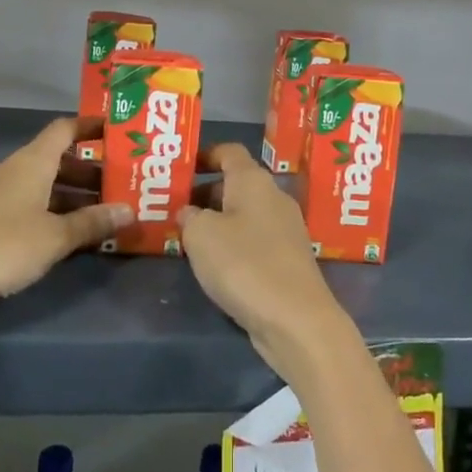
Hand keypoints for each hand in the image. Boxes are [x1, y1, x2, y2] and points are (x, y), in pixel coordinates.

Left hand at [0, 117, 130, 346]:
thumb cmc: (0, 246)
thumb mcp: (54, 237)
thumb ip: (92, 223)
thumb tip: (130, 210)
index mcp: (30, 163)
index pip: (63, 129)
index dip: (89, 126)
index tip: (114, 131)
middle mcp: (11, 171)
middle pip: (55, 160)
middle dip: (87, 171)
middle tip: (118, 184)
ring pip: (40, 187)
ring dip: (69, 196)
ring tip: (101, 213)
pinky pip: (24, 208)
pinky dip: (48, 215)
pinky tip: (65, 237)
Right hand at [178, 143, 356, 384]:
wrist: (296, 319)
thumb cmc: (244, 264)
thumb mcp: (201, 235)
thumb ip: (189, 217)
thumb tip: (190, 212)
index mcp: (254, 180)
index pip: (229, 151)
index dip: (204, 155)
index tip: (180, 169)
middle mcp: (274, 197)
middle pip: (236, 183)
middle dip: (205, 193)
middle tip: (174, 209)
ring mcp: (285, 229)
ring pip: (245, 214)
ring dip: (218, 222)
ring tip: (188, 239)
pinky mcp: (288, 259)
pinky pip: (254, 240)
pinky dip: (233, 245)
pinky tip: (215, 266)